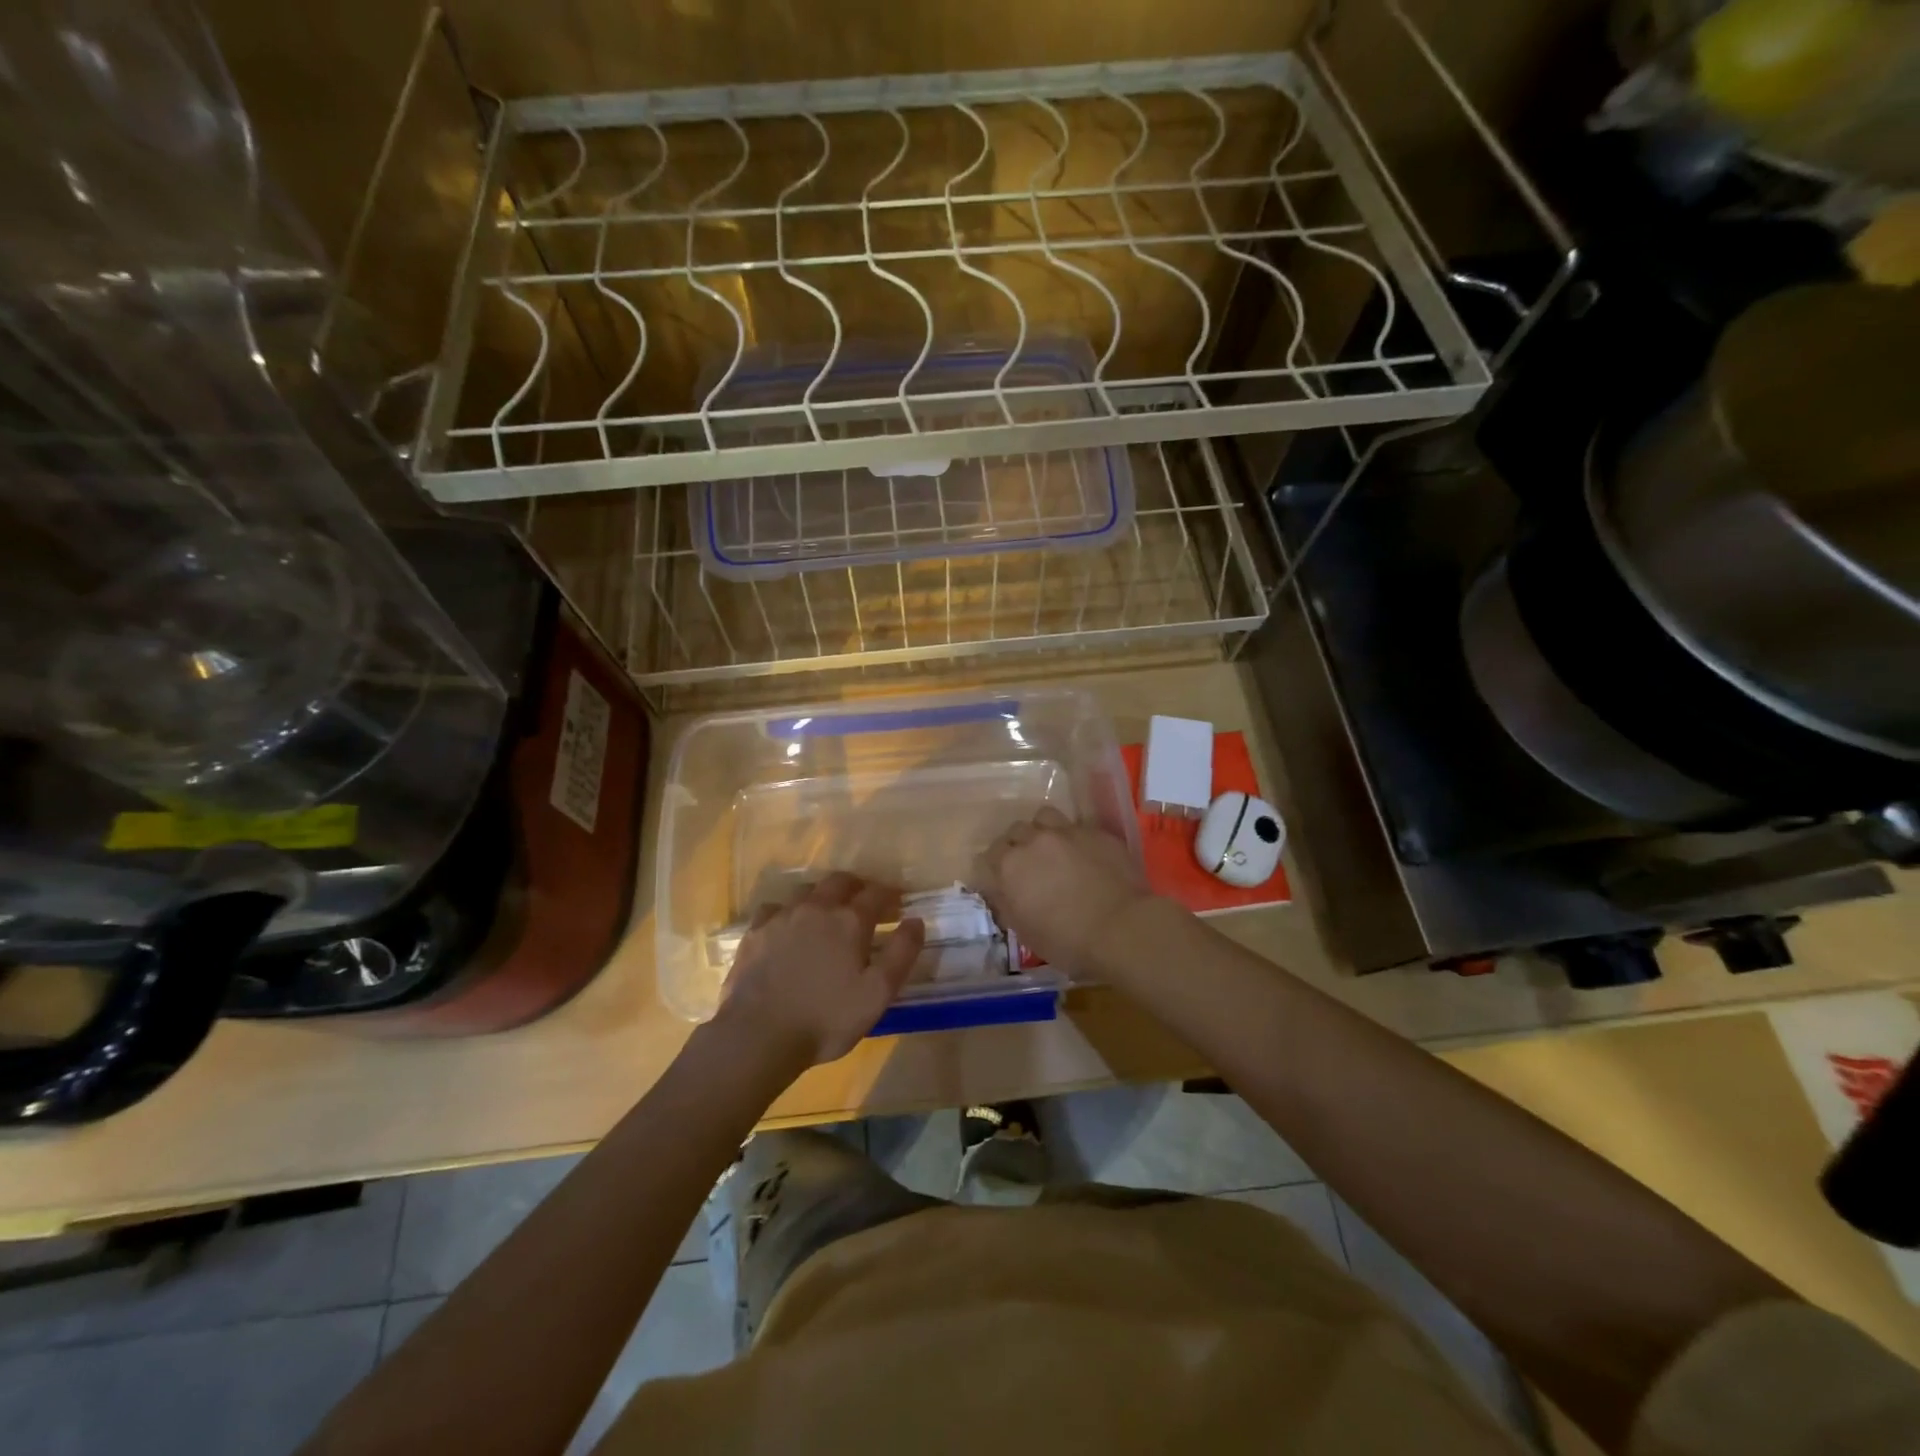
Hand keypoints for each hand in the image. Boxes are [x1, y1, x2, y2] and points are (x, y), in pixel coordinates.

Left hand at [717, 872, 924, 1069]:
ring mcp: (782, 917)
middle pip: (840, 881)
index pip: (877, 893)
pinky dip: (788, 911)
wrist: (758, 1036)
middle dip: (857, 887)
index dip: (890, 895)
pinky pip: (775, 908)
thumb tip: (916, 921)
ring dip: (823, 895)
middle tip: (864, 903)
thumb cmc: (826, 1019)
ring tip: (827, 912)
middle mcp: (817, 907)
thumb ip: (901, 953)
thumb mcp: (877, 994)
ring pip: (807, 890)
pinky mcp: (755, 932)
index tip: (898, 904)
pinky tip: (787, 927)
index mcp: (850, 920)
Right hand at [972, 806, 1151, 972]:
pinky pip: (1077, 827)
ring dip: (1043, 831)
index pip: (988, 856)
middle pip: (1015, 831)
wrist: (1122, 928)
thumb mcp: (1025, 932)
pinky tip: (1084, 856)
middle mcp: (1034, 840)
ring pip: (1044, 818)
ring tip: (1052, 849)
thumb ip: (1007, 905)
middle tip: (1028, 865)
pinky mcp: (1096, 832)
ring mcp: (1067, 832)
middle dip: (1017, 846)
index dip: (993, 869)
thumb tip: (1002, 892)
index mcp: (1010, 866)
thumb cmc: (1067, 941)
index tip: (1001, 882)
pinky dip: (1074, 839)